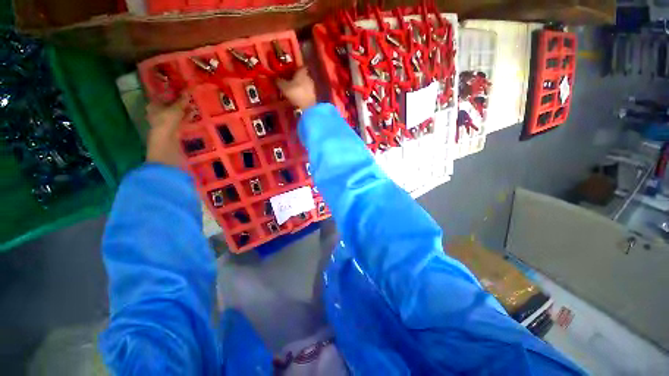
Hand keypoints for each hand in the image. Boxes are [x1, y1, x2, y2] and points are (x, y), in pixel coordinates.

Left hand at [146, 96, 187, 167]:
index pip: (163, 96)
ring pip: (176, 114)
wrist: (167, 144)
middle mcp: (157, 113)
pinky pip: (180, 121)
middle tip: (190, 98)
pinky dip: (186, 119)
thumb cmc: (166, 123)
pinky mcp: (173, 131)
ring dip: (184, 111)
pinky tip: (193, 116)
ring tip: (194, 106)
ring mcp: (166, 123)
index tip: (183, 90)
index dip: (172, 92)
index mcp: (153, 106)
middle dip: (180, 102)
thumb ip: (182, 101)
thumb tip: (188, 91)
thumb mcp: (176, 109)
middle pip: (170, 105)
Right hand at [277, 67, 316, 109]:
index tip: (290, 70)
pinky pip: (307, 92)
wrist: (307, 108)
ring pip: (305, 84)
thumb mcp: (283, 86)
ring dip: (300, 86)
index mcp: (302, 72)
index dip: (296, 68)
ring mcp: (312, 88)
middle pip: (303, 76)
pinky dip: (303, 93)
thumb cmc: (295, 93)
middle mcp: (309, 78)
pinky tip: (298, 97)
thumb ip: (279, 81)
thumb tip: (275, 77)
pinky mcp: (314, 97)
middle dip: (297, 78)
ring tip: (293, 90)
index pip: (301, 67)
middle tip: (290, 81)